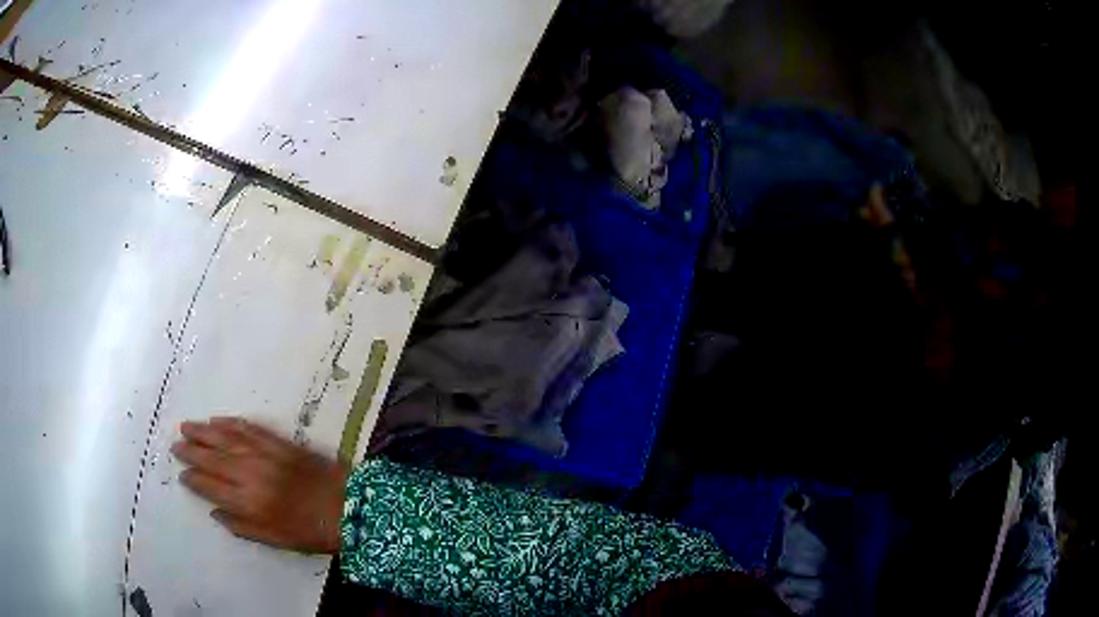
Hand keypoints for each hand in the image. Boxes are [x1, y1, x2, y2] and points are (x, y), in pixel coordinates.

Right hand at [173, 417, 348, 554]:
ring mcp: (265, 454)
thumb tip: (215, 512)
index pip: (211, 487)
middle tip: (175, 445)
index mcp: (250, 502)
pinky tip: (218, 420)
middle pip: (213, 459)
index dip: (194, 480)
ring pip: (225, 438)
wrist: (350, 507)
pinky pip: (249, 428)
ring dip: (204, 431)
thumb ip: (243, 527)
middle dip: (191, 451)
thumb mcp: (278, 541)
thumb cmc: (313, 532)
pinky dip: (231, 423)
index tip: (182, 474)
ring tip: (186, 426)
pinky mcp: (280, 442)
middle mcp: (251, 474)